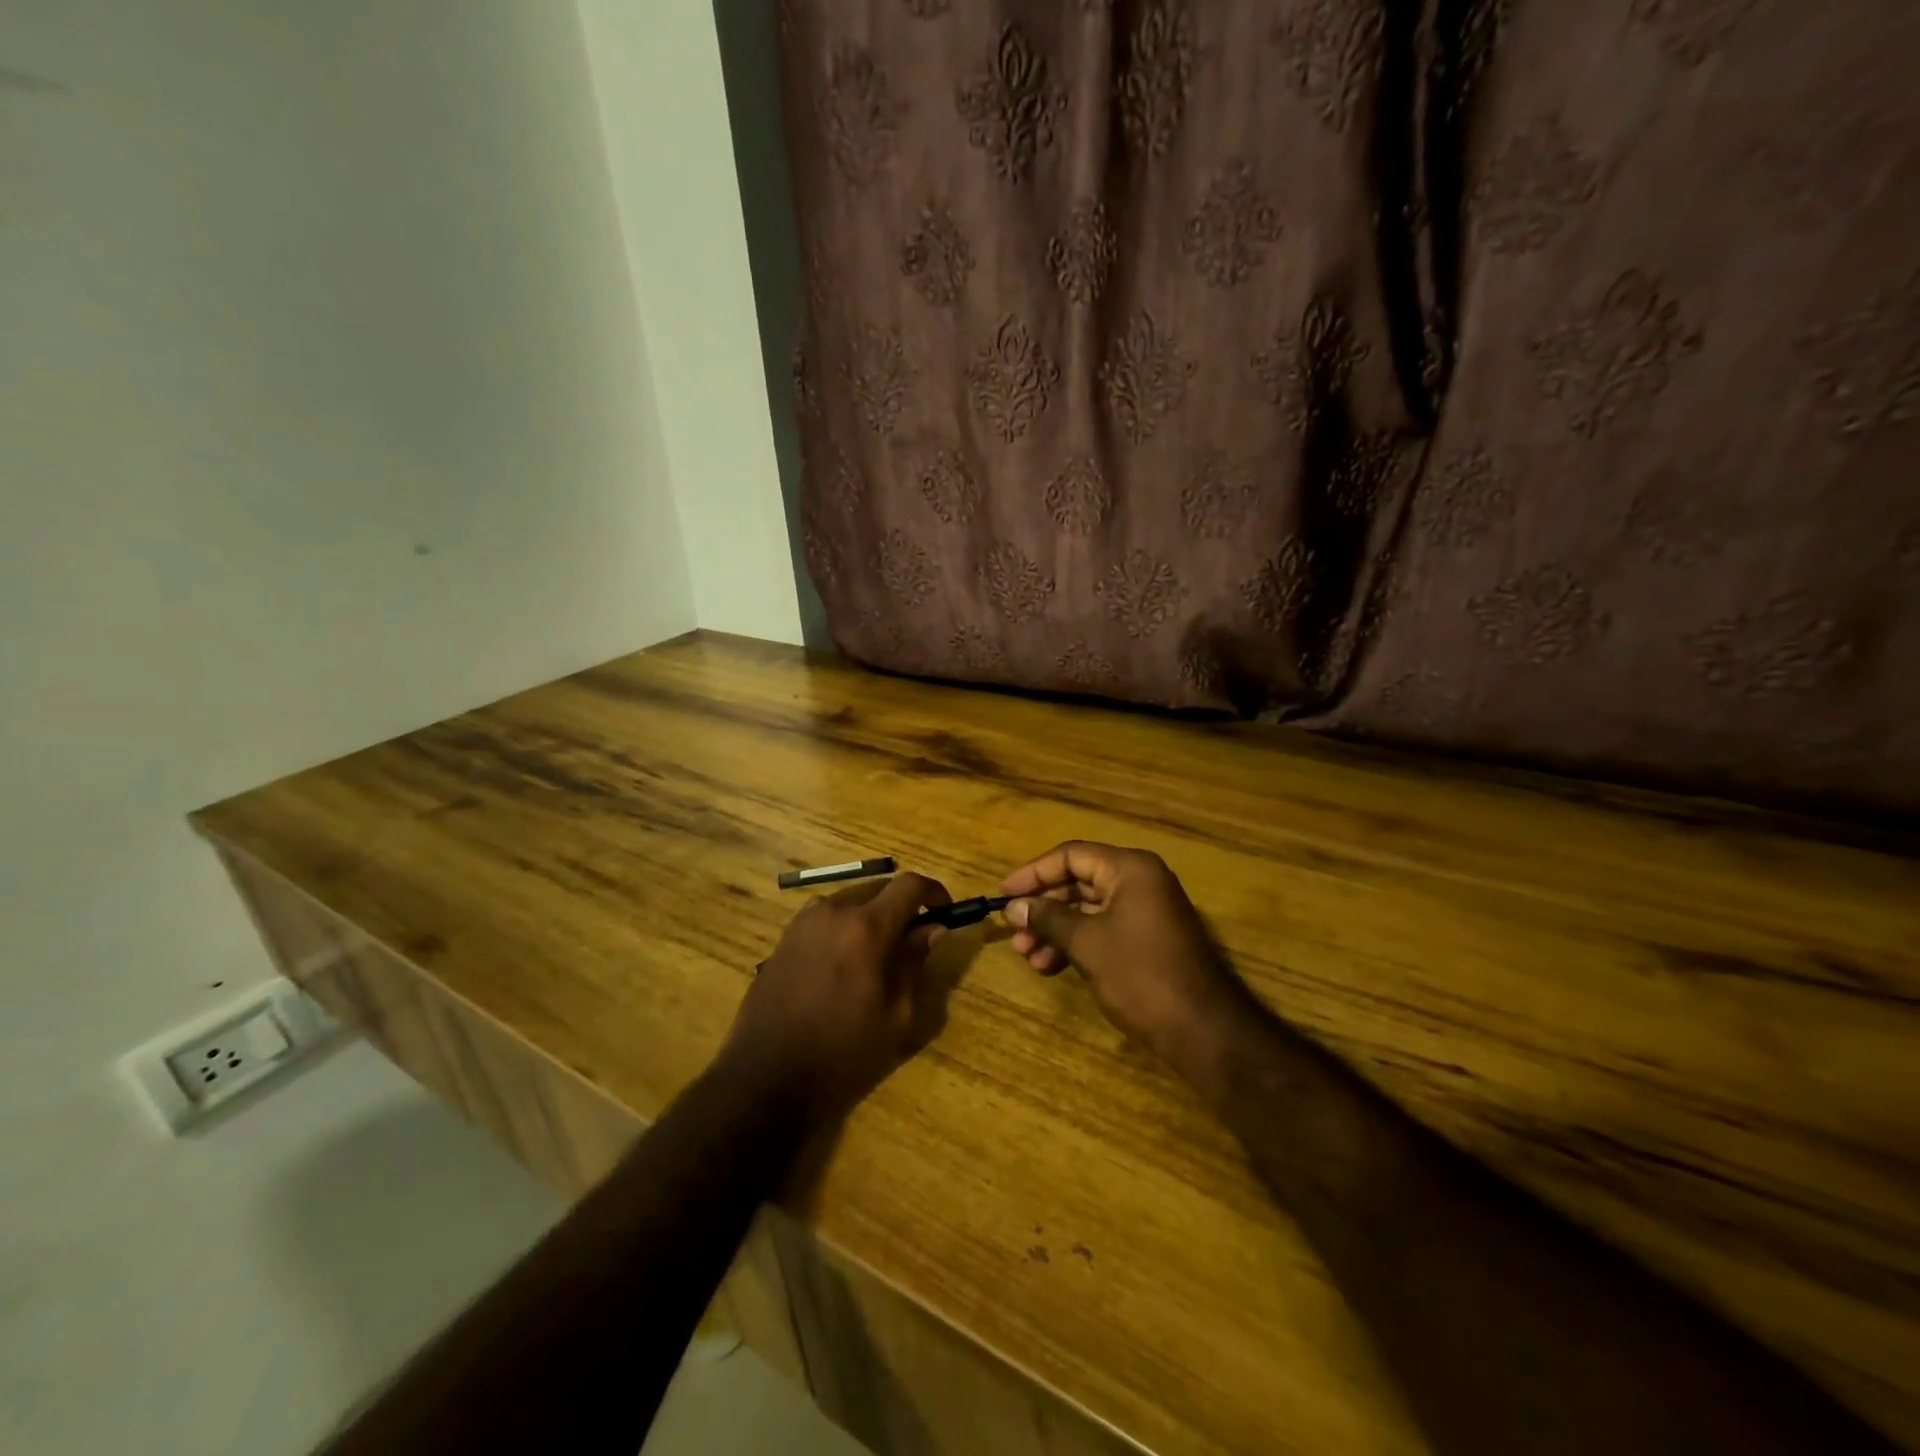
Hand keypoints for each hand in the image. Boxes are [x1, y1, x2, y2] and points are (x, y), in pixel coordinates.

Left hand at [719, 873, 950, 1125]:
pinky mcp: (785, 937)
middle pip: (879, 888)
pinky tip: (844, 961)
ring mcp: (804, 921)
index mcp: (867, 927)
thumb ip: (915, 962)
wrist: (768, 1076)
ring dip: (872, 913)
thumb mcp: (896, 1014)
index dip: (933, 892)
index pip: (909, 885)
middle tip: (914, 938)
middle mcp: (834, 911)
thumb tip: (933, 929)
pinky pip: (825, 916)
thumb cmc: (843, 1051)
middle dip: (902, 905)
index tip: (944, 912)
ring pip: (850, 900)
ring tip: (878, 951)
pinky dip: (844, 924)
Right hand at [1001, 842, 1252, 1070]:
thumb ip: (1048, 918)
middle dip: (1044, 908)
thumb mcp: (1087, 944)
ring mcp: (1146, 910)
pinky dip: (1077, 943)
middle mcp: (1139, 881)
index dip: (1034, 874)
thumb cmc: (1141, 975)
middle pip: (1079, 882)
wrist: (1203, 1030)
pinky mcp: (1147, 938)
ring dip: (1056, 930)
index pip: (1071, 856)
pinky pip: (1103, 929)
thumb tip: (1014, 907)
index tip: (1004, 895)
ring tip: (1030, 958)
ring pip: (1088, 909)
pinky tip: (1052, 967)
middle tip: (1015, 934)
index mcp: (1130, 869)